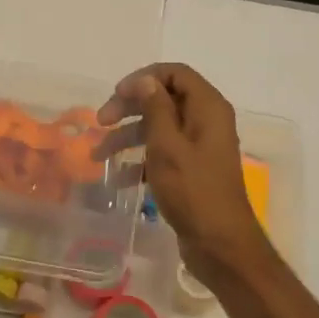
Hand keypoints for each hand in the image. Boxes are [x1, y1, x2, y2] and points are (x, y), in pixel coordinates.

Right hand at [98, 63, 269, 286]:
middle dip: (130, 108)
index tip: (116, 95)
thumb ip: (155, 108)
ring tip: (98, 156)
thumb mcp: (167, 145)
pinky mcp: (191, 170)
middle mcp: (206, 121)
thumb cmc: (193, 190)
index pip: (175, 73)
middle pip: (163, 99)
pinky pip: (162, 154)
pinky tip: (119, 179)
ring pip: (158, 129)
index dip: (144, 78)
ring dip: (128, 138)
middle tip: (101, 122)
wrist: (219, 244)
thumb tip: (145, 80)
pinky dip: (140, 161)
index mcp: (208, 108)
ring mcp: (199, 147)